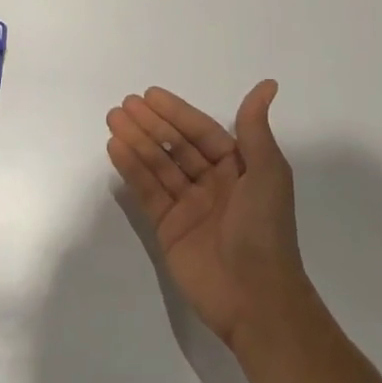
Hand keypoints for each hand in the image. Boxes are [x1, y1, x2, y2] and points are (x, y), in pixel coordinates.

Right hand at [106, 80, 311, 351]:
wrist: (256, 297)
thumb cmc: (265, 228)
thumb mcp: (267, 172)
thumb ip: (255, 128)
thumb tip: (268, 84)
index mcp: (238, 168)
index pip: (202, 132)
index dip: (177, 112)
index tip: (150, 95)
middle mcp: (212, 183)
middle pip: (176, 145)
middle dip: (151, 124)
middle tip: (123, 105)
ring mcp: (188, 206)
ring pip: (158, 165)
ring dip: (136, 141)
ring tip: (113, 119)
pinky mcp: (168, 229)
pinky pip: (148, 192)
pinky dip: (132, 170)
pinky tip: (115, 148)